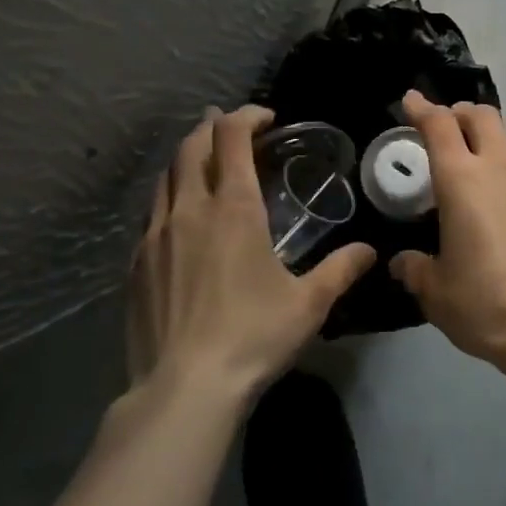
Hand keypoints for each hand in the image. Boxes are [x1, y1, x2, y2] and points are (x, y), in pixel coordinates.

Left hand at [128, 106, 376, 400]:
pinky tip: (181, 217)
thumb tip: (370, 251)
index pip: (232, 137)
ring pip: (167, 175)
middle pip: (193, 145)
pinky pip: (152, 211)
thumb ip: (341, 270)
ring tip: (206, 160)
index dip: (248, 116)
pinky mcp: (136, 263)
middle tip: (231, 126)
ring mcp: (156, 235)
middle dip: (213, 126)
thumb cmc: (253, 337)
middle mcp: (191, 209)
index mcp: (234, 208)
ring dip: (188, 157)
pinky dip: (170, 195)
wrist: (183, 390)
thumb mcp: (309, 304)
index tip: (267, 118)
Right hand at [389, 92, 505, 372]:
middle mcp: (501, 165)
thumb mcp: (437, 293)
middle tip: (445, 130)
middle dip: (459, 114)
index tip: (411, 101)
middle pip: (481, 115)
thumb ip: (416, 269)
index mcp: (462, 179)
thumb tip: (405, 262)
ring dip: (489, 142)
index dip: (422, 108)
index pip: (439, 124)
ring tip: (478, 171)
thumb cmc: (487, 303)